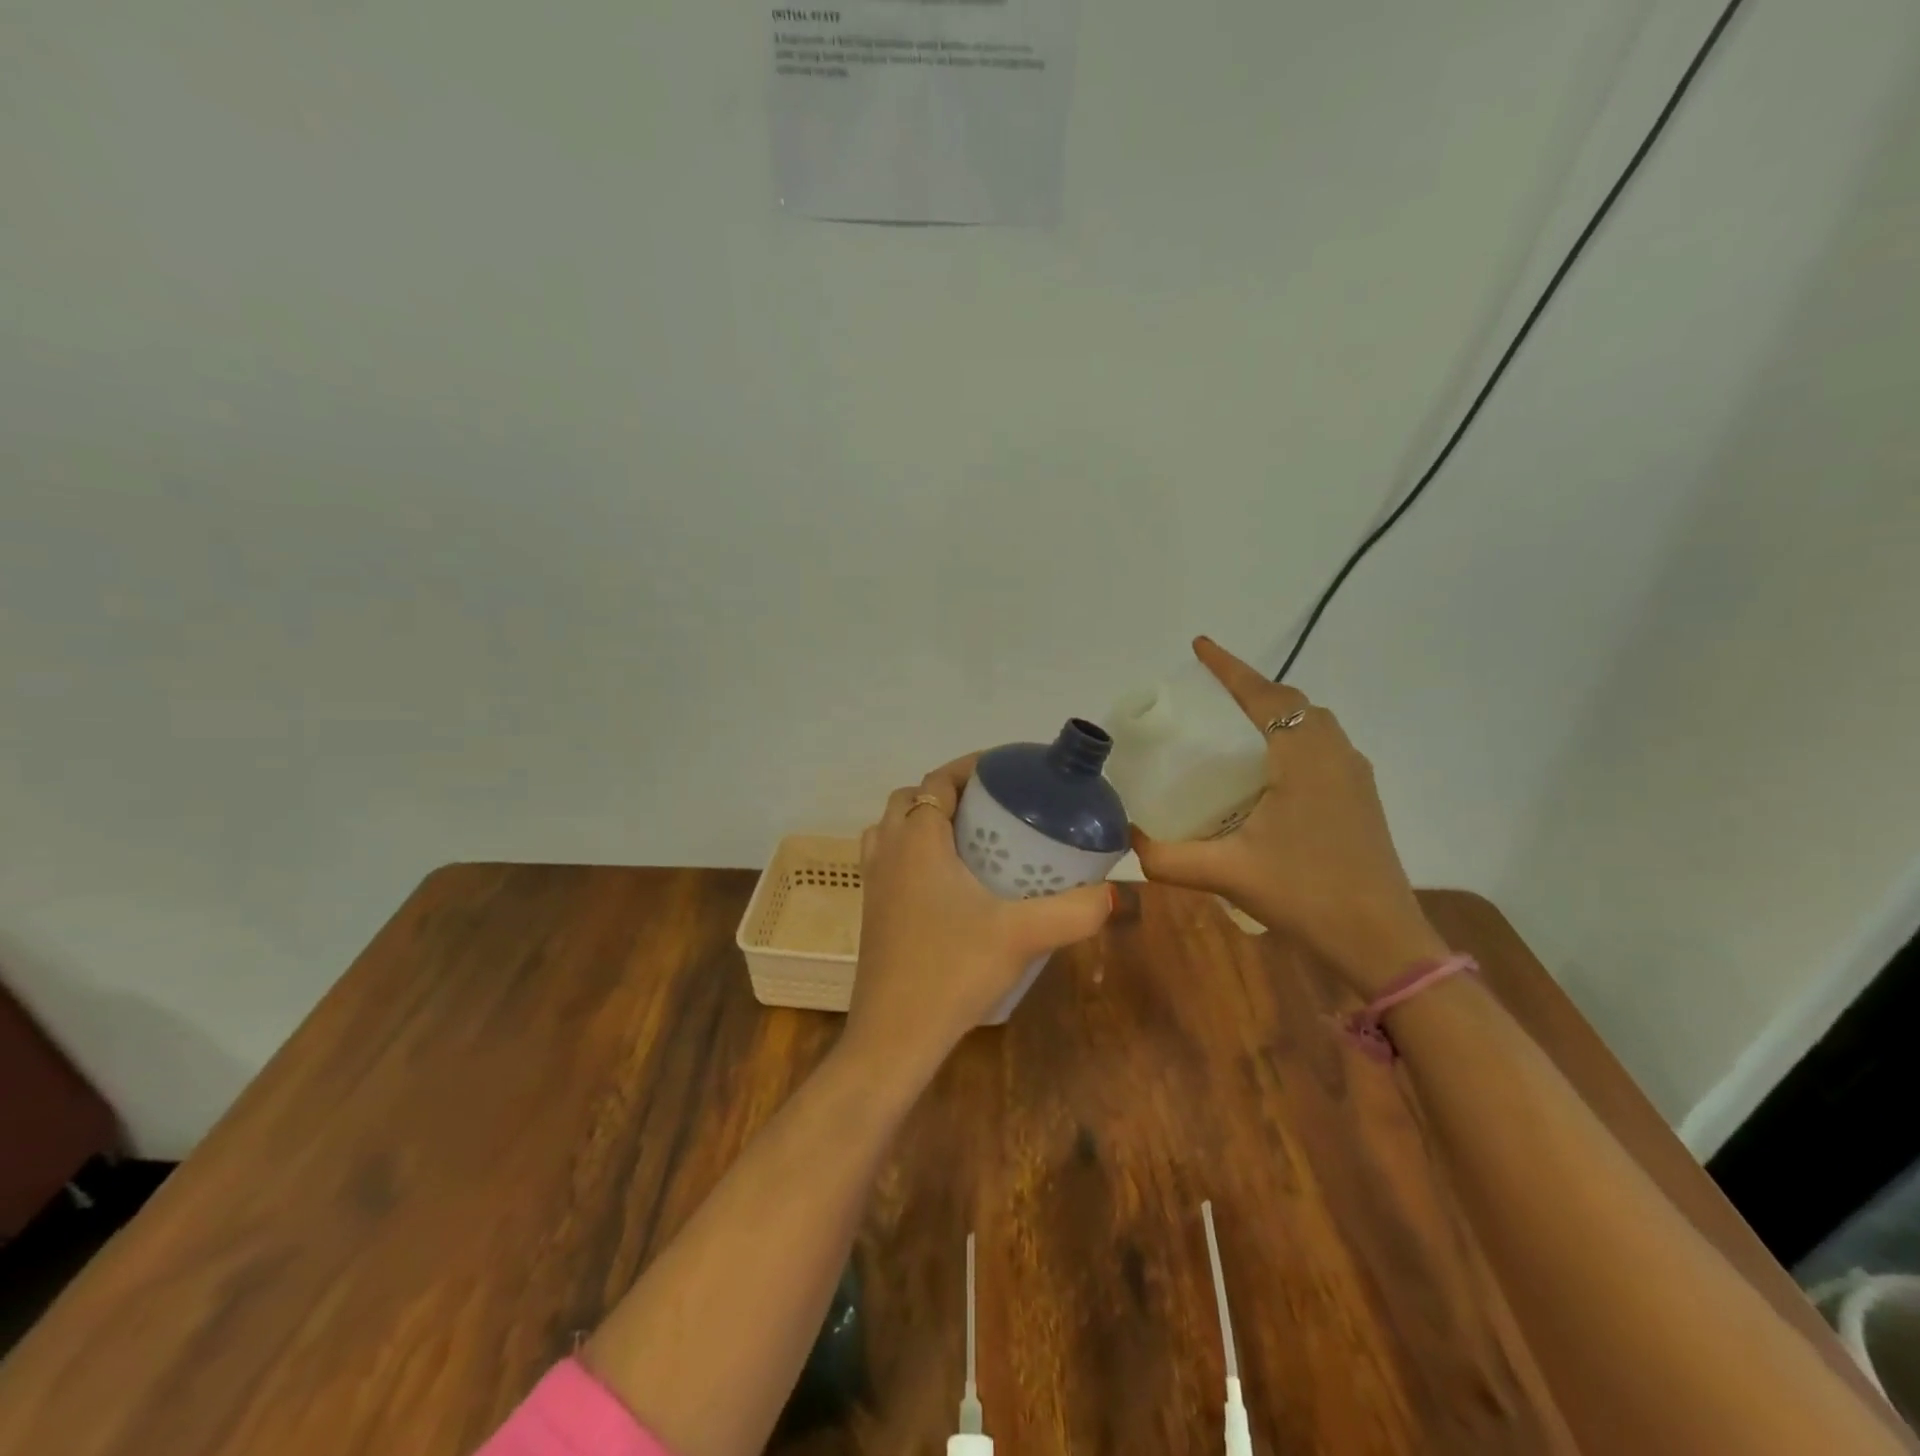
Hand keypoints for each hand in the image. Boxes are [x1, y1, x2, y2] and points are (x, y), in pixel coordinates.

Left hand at [846, 754, 1114, 1071]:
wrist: (893, 1036)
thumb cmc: (952, 972)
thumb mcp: (1022, 936)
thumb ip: (1074, 910)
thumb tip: (1114, 892)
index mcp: (917, 841)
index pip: (938, 781)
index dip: (969, 768)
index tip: (1006, 771)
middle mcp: (887, 852)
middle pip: (910, 799)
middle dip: (948, 792)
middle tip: (992, 807)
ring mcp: (873, 883)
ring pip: (890, 828)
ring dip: (923, 820)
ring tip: (967, 838)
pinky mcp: (871, 912)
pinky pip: (887, 860)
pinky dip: (910, 852)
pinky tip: (946, 884)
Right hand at [1129, 637, 1444, 994]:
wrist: (1382, 940)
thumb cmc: (1306, 894)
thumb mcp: (1227, 873)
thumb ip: (1168, 858)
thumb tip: (1126, 841)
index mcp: (1304, 758)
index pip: (1264, 696)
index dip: (1230, 668)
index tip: (1200, 645)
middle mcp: (1335, 754)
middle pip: (1292, 703)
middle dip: (1252, 689)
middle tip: (1210, 695)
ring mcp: (1354, 776)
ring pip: (1313, 724)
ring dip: (1277, 713)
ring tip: (1235, 726)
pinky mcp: (1361, 799)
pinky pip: (1323, 747)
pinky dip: (1293, 739)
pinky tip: (1268, 772)